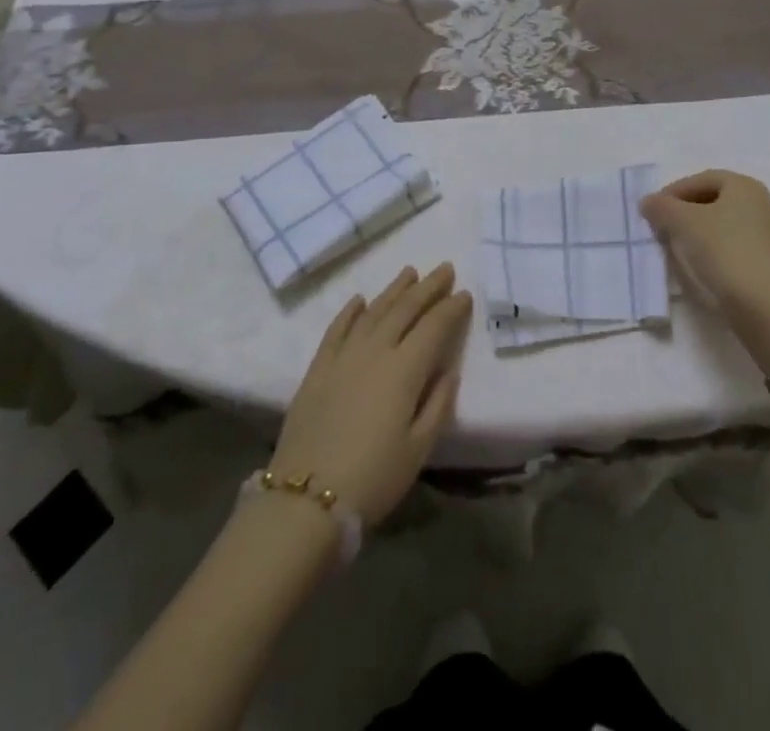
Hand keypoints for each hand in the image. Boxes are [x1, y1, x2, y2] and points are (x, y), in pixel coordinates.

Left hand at [270, 265, 471, 525]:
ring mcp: (343, 356)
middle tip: (444, 269)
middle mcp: (375, 351)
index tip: (464, 293)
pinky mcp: (317, 369)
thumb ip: (438, 404)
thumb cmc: (373, 478)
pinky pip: (337, 328)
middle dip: (428, 287)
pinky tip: (360, 299)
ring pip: (373, 311)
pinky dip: (350, 311)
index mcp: (405, 369)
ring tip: (410, 272)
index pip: (434, 327)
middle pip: (405, 309)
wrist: (305, 500)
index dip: (451, 308)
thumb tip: (448, 370)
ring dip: (394, 290)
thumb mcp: (419, 449)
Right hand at [641, 170, 769, 362]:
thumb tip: (648, 202)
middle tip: (662, 229)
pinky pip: (733, 249)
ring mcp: (769, 235)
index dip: (672, 192)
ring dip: (697, 234)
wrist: (764, 306)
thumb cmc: (723, 250)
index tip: (652, 211)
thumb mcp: (682, 222)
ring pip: (722, 227)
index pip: (700, 180)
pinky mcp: (769, 264)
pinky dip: (713, 253)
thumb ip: (661, 207)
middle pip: (713, 202)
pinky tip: (700, 268)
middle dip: (684, 213)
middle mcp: (761, 204)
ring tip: (677, 250)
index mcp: (744, 186)